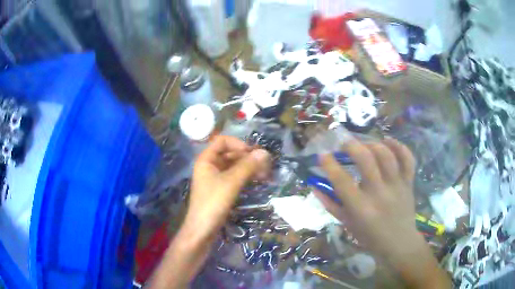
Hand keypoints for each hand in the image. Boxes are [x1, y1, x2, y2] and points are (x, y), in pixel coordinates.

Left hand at [184, 136, 270, 239]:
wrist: (202, 230)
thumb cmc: (213, 203)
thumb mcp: (231, 183)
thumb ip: (247, 166)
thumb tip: (265, 152)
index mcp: (206, 159)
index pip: (222, 141)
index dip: (238, 144)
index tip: (252, 154)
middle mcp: (210, 166)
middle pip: (230, 153)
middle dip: (247, 157)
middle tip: (265, 164)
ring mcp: (215, 178)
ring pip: (233, 166)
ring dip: (248, 167)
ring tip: (265, 173)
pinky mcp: (220, 190)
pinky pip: (234, 177)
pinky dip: (245, 177)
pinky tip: (257, 180)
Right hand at [314, 137, 450, 287]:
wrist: (399, 243)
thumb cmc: (370, 237)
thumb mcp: (347, 224)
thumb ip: (331, 204)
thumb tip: (314, 185)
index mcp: (361, 208)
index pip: (342, 181)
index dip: (330, 164)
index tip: (323, 155)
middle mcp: (379, 194)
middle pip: (366, 160)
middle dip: (351, 146)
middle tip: (344, 144)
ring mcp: (397, 186)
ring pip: (386, 155)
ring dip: (372, 144)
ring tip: (364, 144)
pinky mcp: (409, 182)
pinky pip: (407, 159)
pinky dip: (398, 146)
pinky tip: (387, 140)